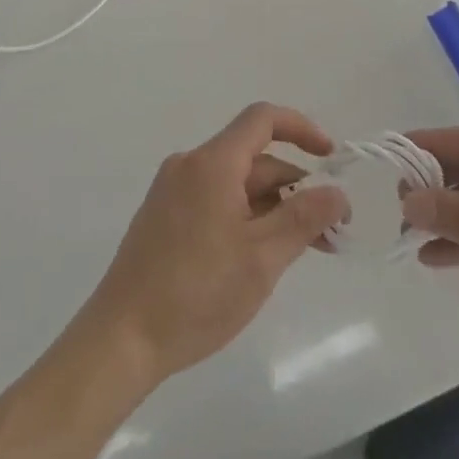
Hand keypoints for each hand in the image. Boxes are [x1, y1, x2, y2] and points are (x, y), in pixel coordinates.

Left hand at [74, 103, 349, 386]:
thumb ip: (304, 218)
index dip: (301, 129)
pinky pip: (215, 201)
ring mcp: (172, 192)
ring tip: (303, 250)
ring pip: (235, 184)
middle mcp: (190, 165)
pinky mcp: (163, 218)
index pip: (262, 119)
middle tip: (329, 231)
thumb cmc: (196, 293)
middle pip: (253, 159)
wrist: (121, 339)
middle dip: (294, 187)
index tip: (331, 157)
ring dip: (272, 208)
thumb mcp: (262, 258)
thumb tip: (337, 193)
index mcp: (212, 162)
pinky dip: (245, 217)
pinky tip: (261, 256)